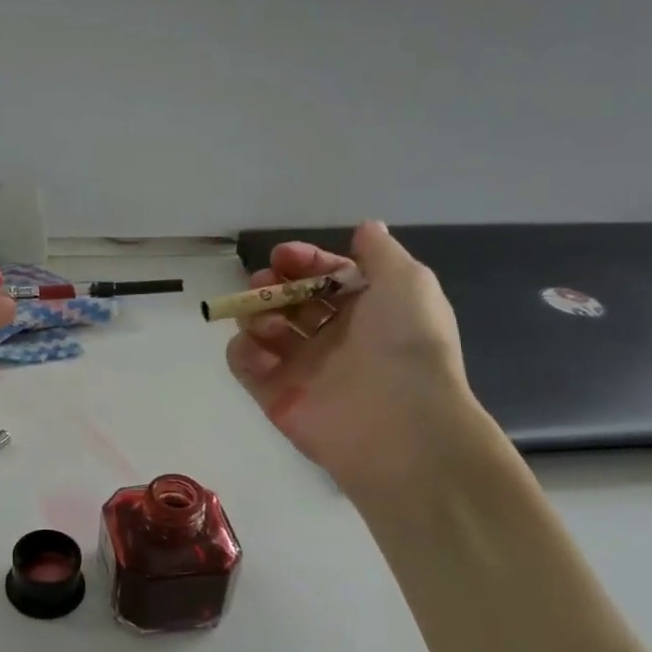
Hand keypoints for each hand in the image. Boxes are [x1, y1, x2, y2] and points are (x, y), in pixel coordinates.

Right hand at [225, 221, 474, 498]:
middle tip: (264, 283)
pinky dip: (243, 352)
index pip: (325, 277)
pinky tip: (258, 351)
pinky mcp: (276, 397)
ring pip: (264, 329)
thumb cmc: (406, 343)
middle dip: (272, 285)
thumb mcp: (407, 281)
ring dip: (256, 314)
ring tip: (266, 321)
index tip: (283, 256)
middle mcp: (334, 338)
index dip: (304, 261)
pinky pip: (247, 365)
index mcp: (367, 311)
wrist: (401, 422)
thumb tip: (365, 228)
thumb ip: (380, 253)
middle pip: (290, 301)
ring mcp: (302, 368)